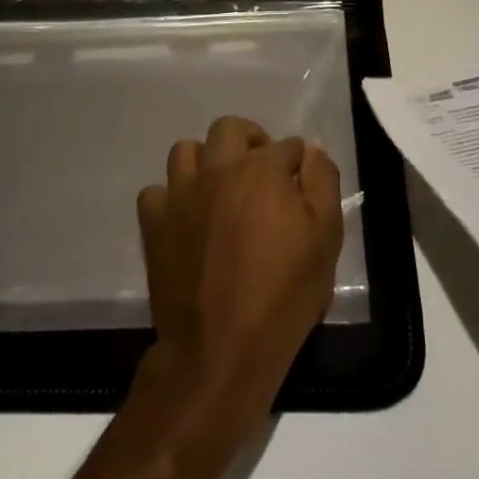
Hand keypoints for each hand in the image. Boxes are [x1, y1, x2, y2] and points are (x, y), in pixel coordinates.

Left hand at [137, 116, 344, 422]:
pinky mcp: (154, 222)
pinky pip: (157, 191)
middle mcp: (218, 169)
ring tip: (220, 189)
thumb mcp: (325, 239)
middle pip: (230, 129)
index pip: (286, 145)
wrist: (220, 350)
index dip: (297, 163)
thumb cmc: (283, 296)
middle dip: (250, 142)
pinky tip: (186, 218)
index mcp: (262, 170)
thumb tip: (312, 149)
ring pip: (186, 150)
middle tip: (261, 173)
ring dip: (207, 161)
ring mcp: (180, 193)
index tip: (300, 187)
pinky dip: (172, 197)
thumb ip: (323, 183)